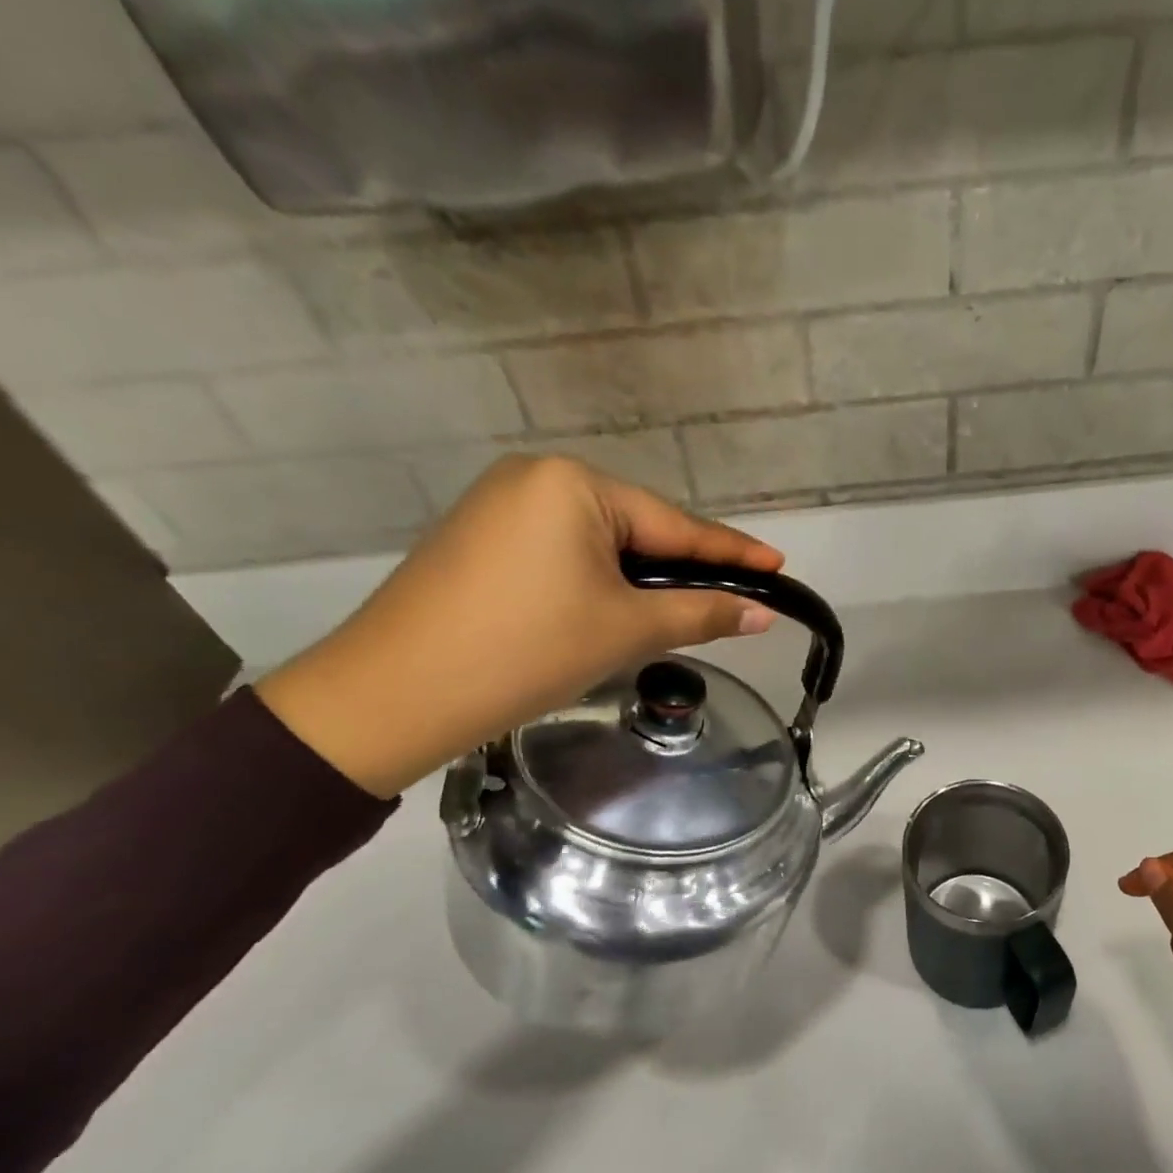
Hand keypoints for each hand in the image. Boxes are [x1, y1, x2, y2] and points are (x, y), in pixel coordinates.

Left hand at [257, 456, 782, 797]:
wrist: (394, 694)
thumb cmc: (526, 650)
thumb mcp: (626, 630)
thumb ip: (700, 613)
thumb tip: (762, 613)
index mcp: (574, 484)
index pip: (675, 525)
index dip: (731, 552)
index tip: (778, 565)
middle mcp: (536, 478)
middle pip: (636, 530)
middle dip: (680, 571)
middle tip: (729, 604)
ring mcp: (500, 507)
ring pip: (598, 545)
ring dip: (638, 582)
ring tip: (674, 617)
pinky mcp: (479, 540)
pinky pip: (560, 555)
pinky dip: (595, 584)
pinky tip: (608, 613)